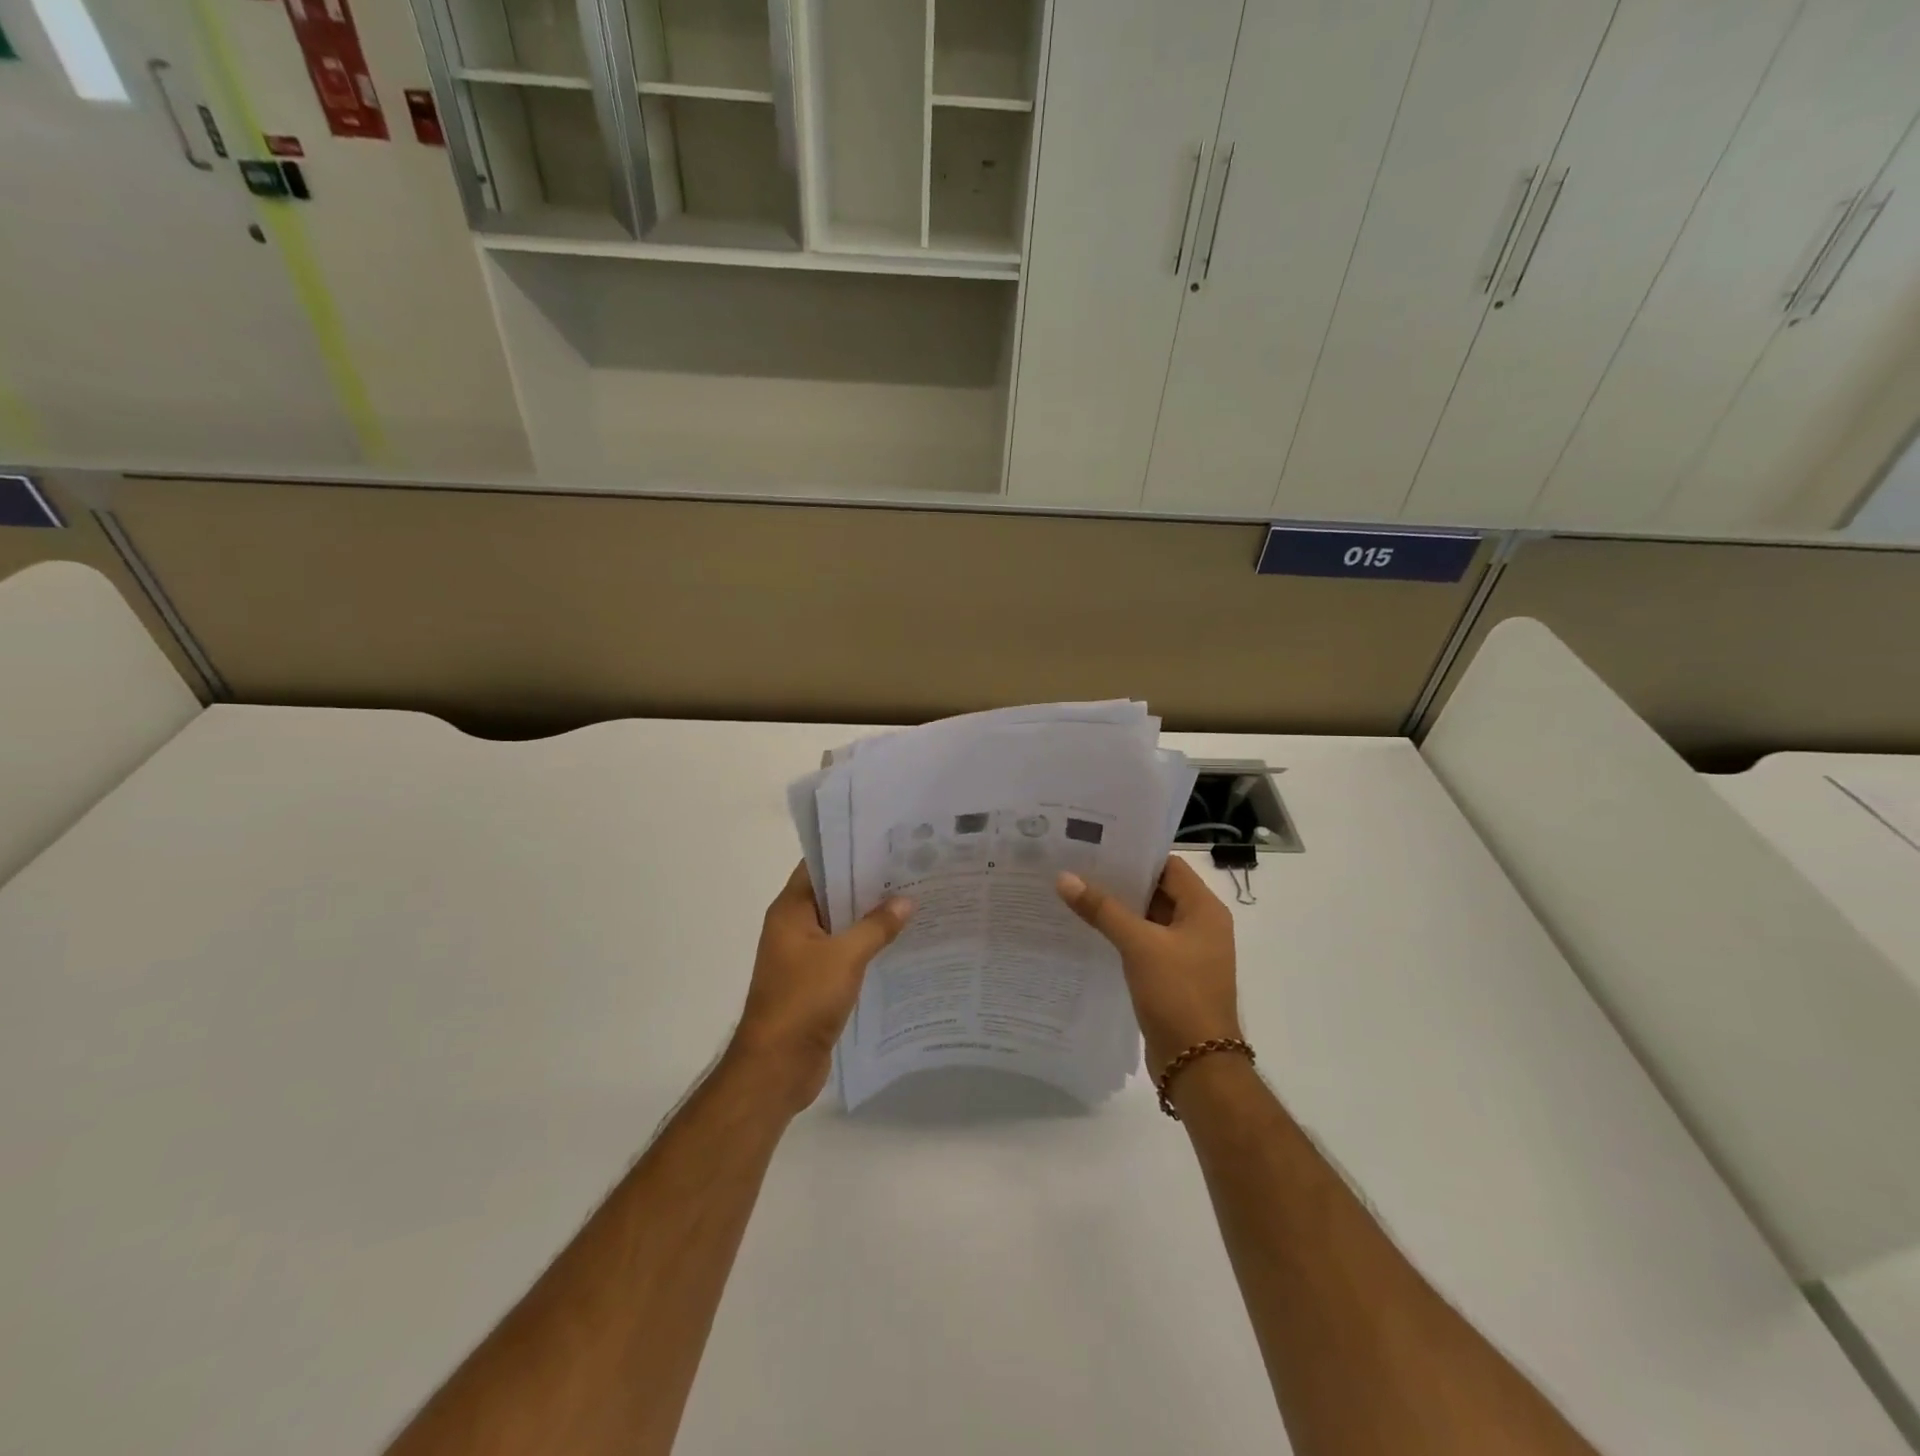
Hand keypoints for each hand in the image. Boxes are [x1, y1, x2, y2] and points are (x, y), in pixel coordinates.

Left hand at [727, 862, 913, 1112]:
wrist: (776, 1067)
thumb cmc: (803, 1001)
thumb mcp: (845, 957)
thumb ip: (876, 926)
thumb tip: (906, 900)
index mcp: (790, 911)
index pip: (819, 866)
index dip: (850, 851)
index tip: (887, 841)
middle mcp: (794, 927)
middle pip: (834, 894)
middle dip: (869, 884)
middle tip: (911, 868)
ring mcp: (804, 956)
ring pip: (842, 925)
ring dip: (871, 917)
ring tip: (915, 900)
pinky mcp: (816, 982)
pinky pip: (846, 953)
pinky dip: (869, 946)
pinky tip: (902, 943)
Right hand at [1056, 856, 1240, 1075]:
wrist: (1197, 1063)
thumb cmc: (1178, 994)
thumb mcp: (1138, 945)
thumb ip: (1102, 909)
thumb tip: (1064, 877)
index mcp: (1205, 910)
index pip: (1169, 866)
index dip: (1136, 855)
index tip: (1098, 846)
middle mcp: (1201, 926)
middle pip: (1158, 890)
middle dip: (1121, 881)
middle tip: (1078, 866)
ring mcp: (1187, 953)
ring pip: (1149, 919)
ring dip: (1118, 909)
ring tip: (1076, 893)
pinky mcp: (1173, 975)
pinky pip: (1145, 944)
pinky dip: (1122, 935)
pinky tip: (1089, 931)